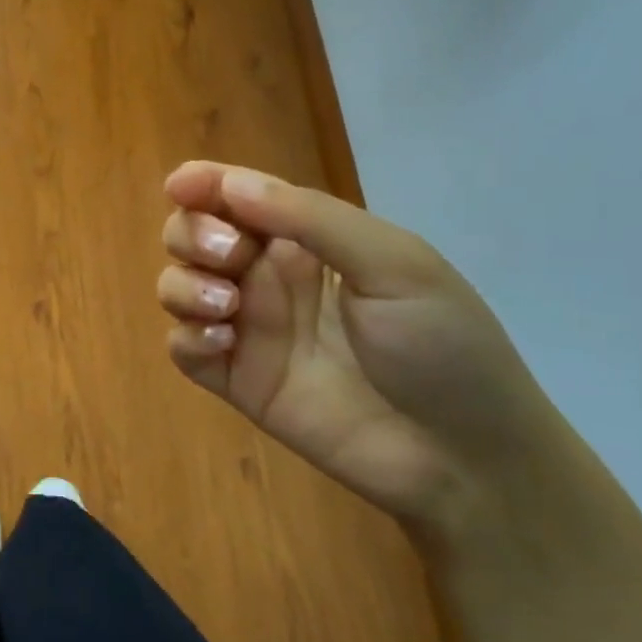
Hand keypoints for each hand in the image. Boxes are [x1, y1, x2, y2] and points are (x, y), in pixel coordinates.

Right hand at [157, 162, 561, 535]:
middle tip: (229, 255)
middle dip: (192, 233)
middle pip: (193, 235)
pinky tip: (223, 344)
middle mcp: (267, 277)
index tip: (179, 186)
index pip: (238, 196)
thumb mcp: (393, 264)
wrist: (464, 457)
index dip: (204, 184)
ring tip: (226, 304)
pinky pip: (183, 347)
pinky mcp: (237, 380)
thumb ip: (311, 219)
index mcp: (306, 241)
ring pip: (177, 286)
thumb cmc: (442, 345)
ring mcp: (249, 329)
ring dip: (185, 284)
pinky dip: (188, 336)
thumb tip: (231, 184)